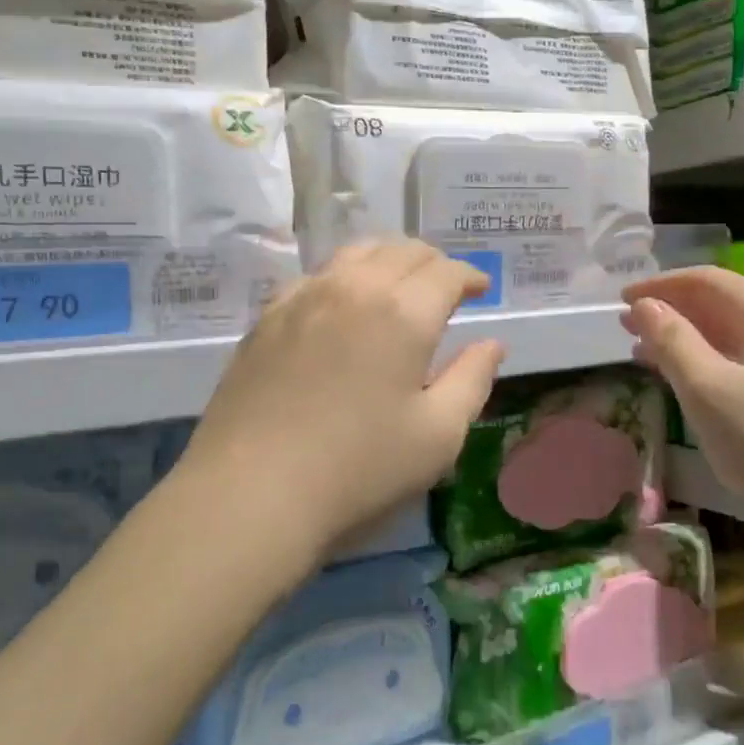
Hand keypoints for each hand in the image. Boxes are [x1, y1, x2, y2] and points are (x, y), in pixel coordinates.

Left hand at [173, 240, 504, 572]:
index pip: (446, 272)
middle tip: (447, 287)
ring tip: (398, 284)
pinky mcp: (267, 318)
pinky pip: (316, 276)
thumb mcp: (438, 435)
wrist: (251, 493)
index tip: (481, 289)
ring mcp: (303, 298)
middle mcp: (353, 288)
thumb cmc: (359, 469)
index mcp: (403, 312)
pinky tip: (342, 304)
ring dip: (388, 260)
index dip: (470, 276)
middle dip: (433, 262)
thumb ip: (472, 380)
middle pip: (402, 251)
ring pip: (355, 254)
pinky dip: (344, 276)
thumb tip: (492, 343)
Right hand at [623, 268, 743, 544]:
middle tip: (626, 328)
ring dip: (690, 337)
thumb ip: (672, 342)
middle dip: (673, 312)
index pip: (709, 280)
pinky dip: (715, 360)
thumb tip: (644, 304)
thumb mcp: (709, 393)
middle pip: (725, 303)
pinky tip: (690, 377)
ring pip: (737, 332)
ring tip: (646, 352)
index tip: (619, 300)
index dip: (660, 286)